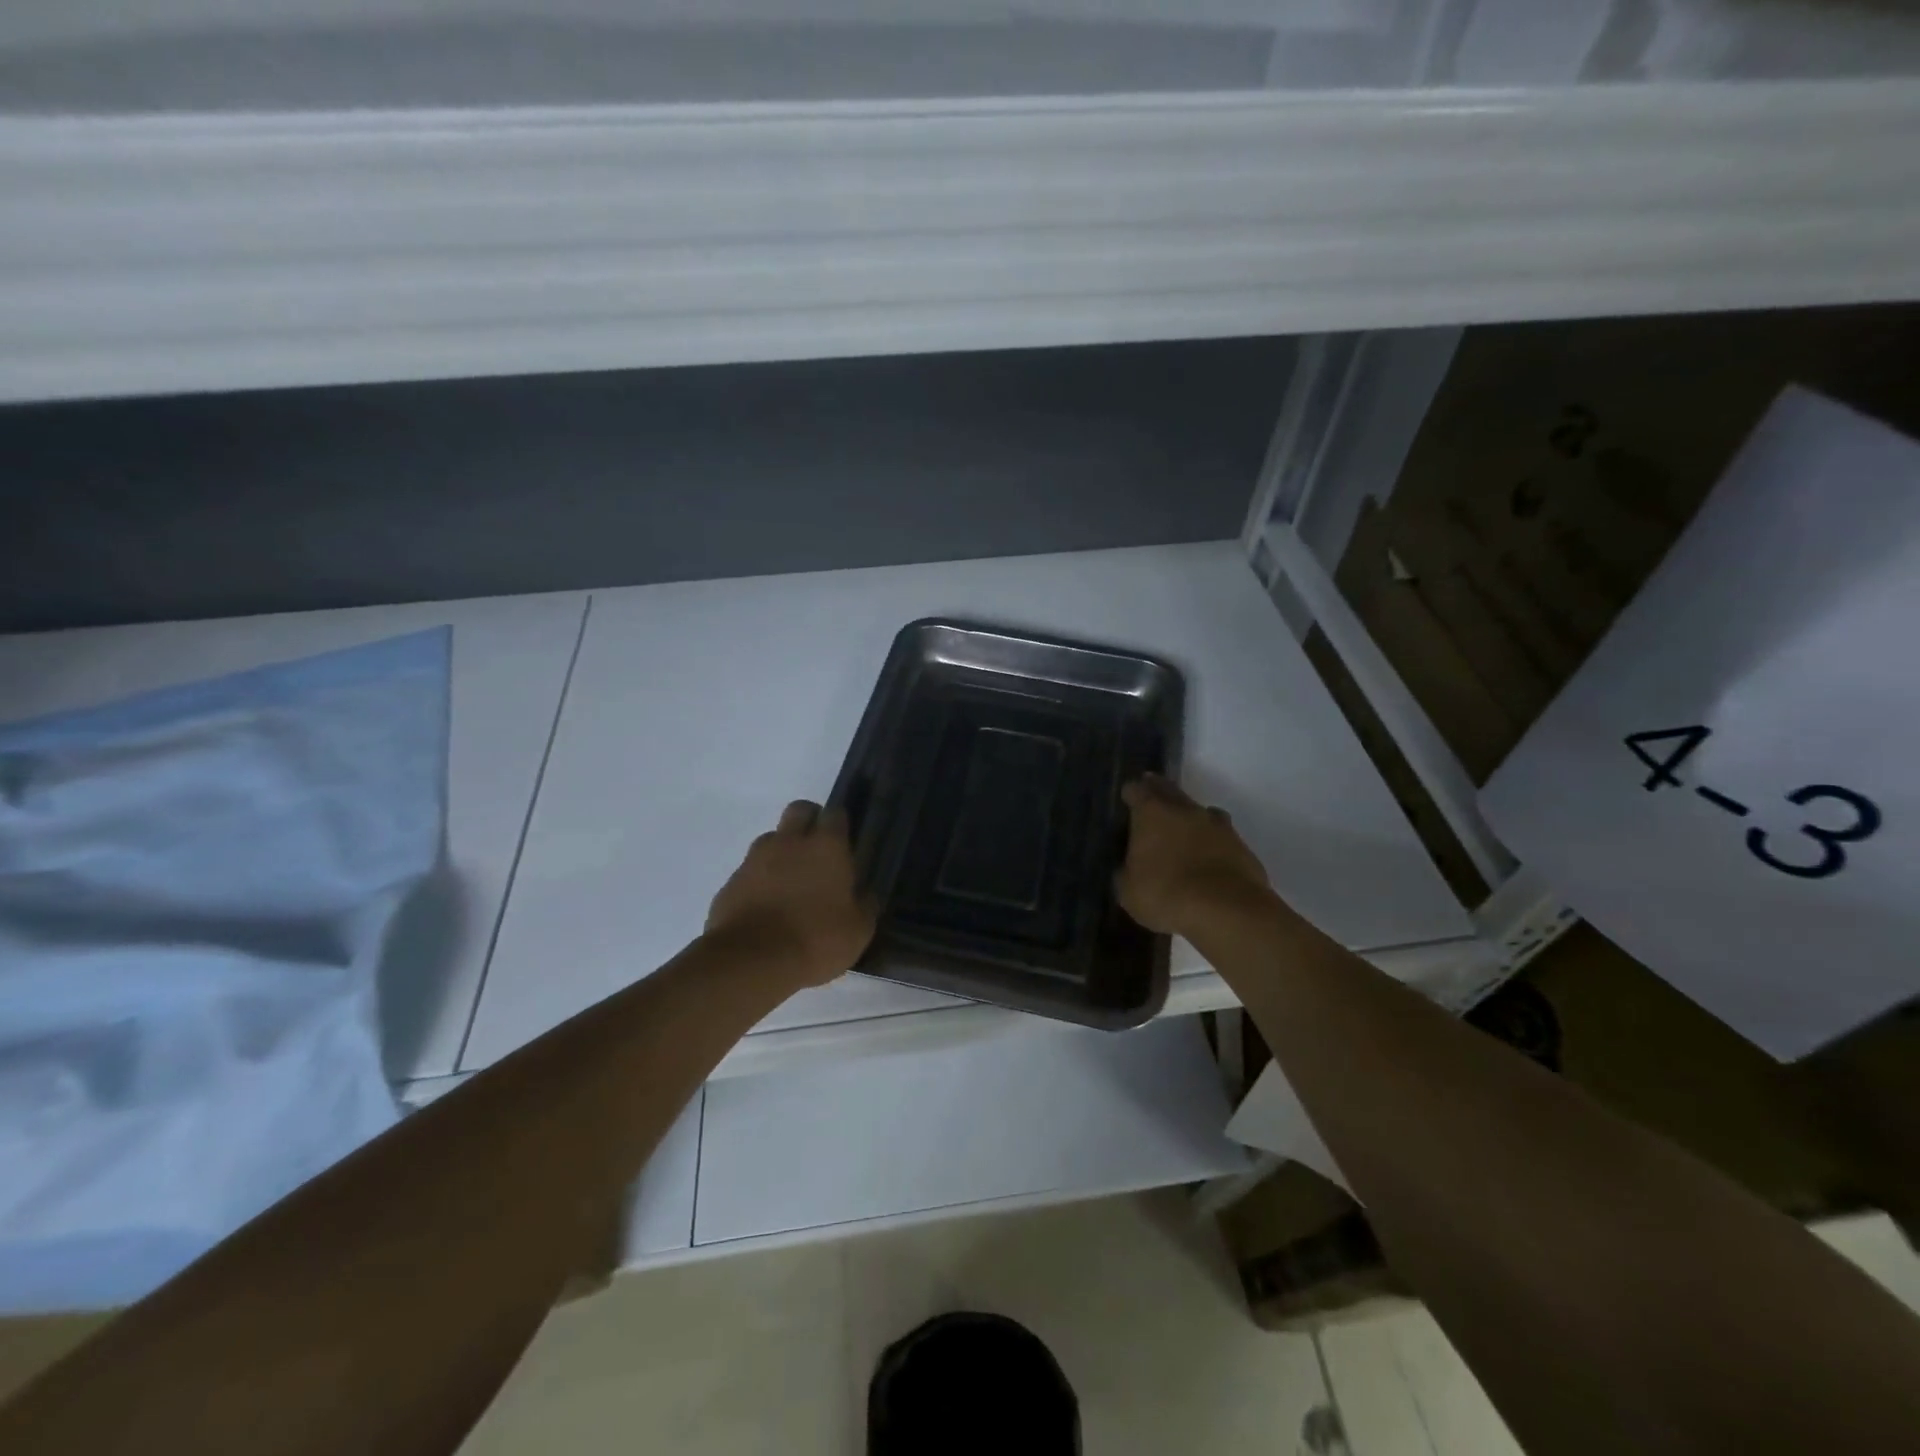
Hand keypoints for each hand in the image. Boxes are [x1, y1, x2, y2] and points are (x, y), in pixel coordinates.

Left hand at [706, 800, 876, 987]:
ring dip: (782, 852)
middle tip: (818, 851)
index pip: (835, 814)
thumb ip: (864, 904)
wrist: (751, 962)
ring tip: (790, 883)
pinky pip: (750, 870)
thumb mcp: (858, 930)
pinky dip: (760, 881)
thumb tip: (864, 893)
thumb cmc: (816, 940)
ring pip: (772, 839)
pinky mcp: (731, 882)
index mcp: (826, 847)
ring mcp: (755, 859)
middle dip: (809, 822)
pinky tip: (767, 907)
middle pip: (799, 810)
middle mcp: (790, 842)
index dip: (840, 824)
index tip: (845, 842)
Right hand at [1115, 773, 1270, 937]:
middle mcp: (1185, 810)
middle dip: (1159, 793)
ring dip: (1190, 818)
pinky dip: (1212, 843)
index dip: (1130, 793)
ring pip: (1200, 811)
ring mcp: (1218, 826)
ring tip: (1183, 834)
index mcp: (1152, 812)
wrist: (1227, 911)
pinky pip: (1221, 837)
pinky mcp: (1242, 846)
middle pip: (1169, 791)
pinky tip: (1208, 860)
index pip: (1137, 790)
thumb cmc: (1166, 894)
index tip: (1127, 798)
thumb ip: (1126, 872)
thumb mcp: (1128, 891)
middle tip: (1151, 803)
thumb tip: (1129, 868)